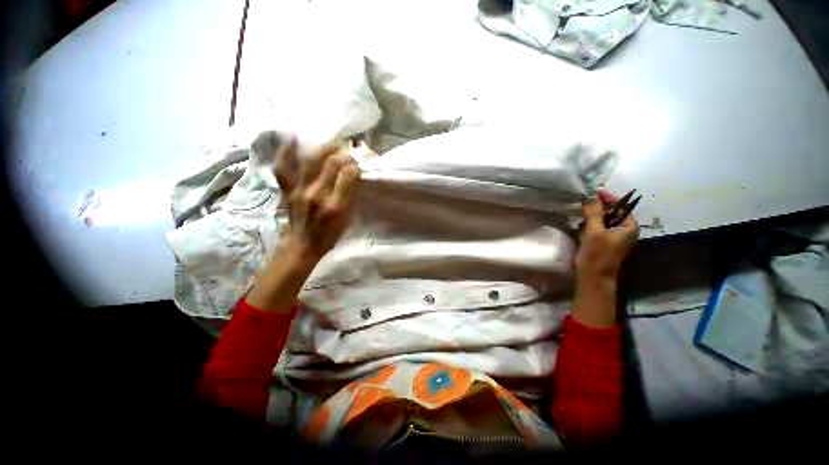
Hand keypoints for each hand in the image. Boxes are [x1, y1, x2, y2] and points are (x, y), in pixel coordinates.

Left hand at [274, 139, 360, 261]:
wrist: (303, 245)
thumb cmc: (330, 234)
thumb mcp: (347, 219)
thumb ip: (351, 197)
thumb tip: (353, 176)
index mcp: (336, 205)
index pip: (348, 175)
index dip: (354, 166)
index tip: (357, 166)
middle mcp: (317, 195)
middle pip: (331, 164)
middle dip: (343, 155)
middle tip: (347, 154)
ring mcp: (299, 191)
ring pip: (310, 161)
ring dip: (323, 149)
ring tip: (331, 145)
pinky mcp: (287, 190)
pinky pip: (283, 168)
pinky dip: (286, 152)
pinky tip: (293, 139)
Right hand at [575, 190, 638, 281]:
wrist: (593, 277)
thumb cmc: (597, 254)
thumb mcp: (594, 231)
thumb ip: (594, 213)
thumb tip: (591, 196)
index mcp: (629, 226)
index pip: (621, 205)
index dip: (608, 198)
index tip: (593, 192)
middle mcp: (624, 230)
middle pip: (612, 212)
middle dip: (598, 208)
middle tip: (583, 203)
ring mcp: (614, 237)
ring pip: (603, 220)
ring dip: (592, 217)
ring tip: (580, 215)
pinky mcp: (604, 242)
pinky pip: (598, 228)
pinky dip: (590, 225)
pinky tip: (581, 227)